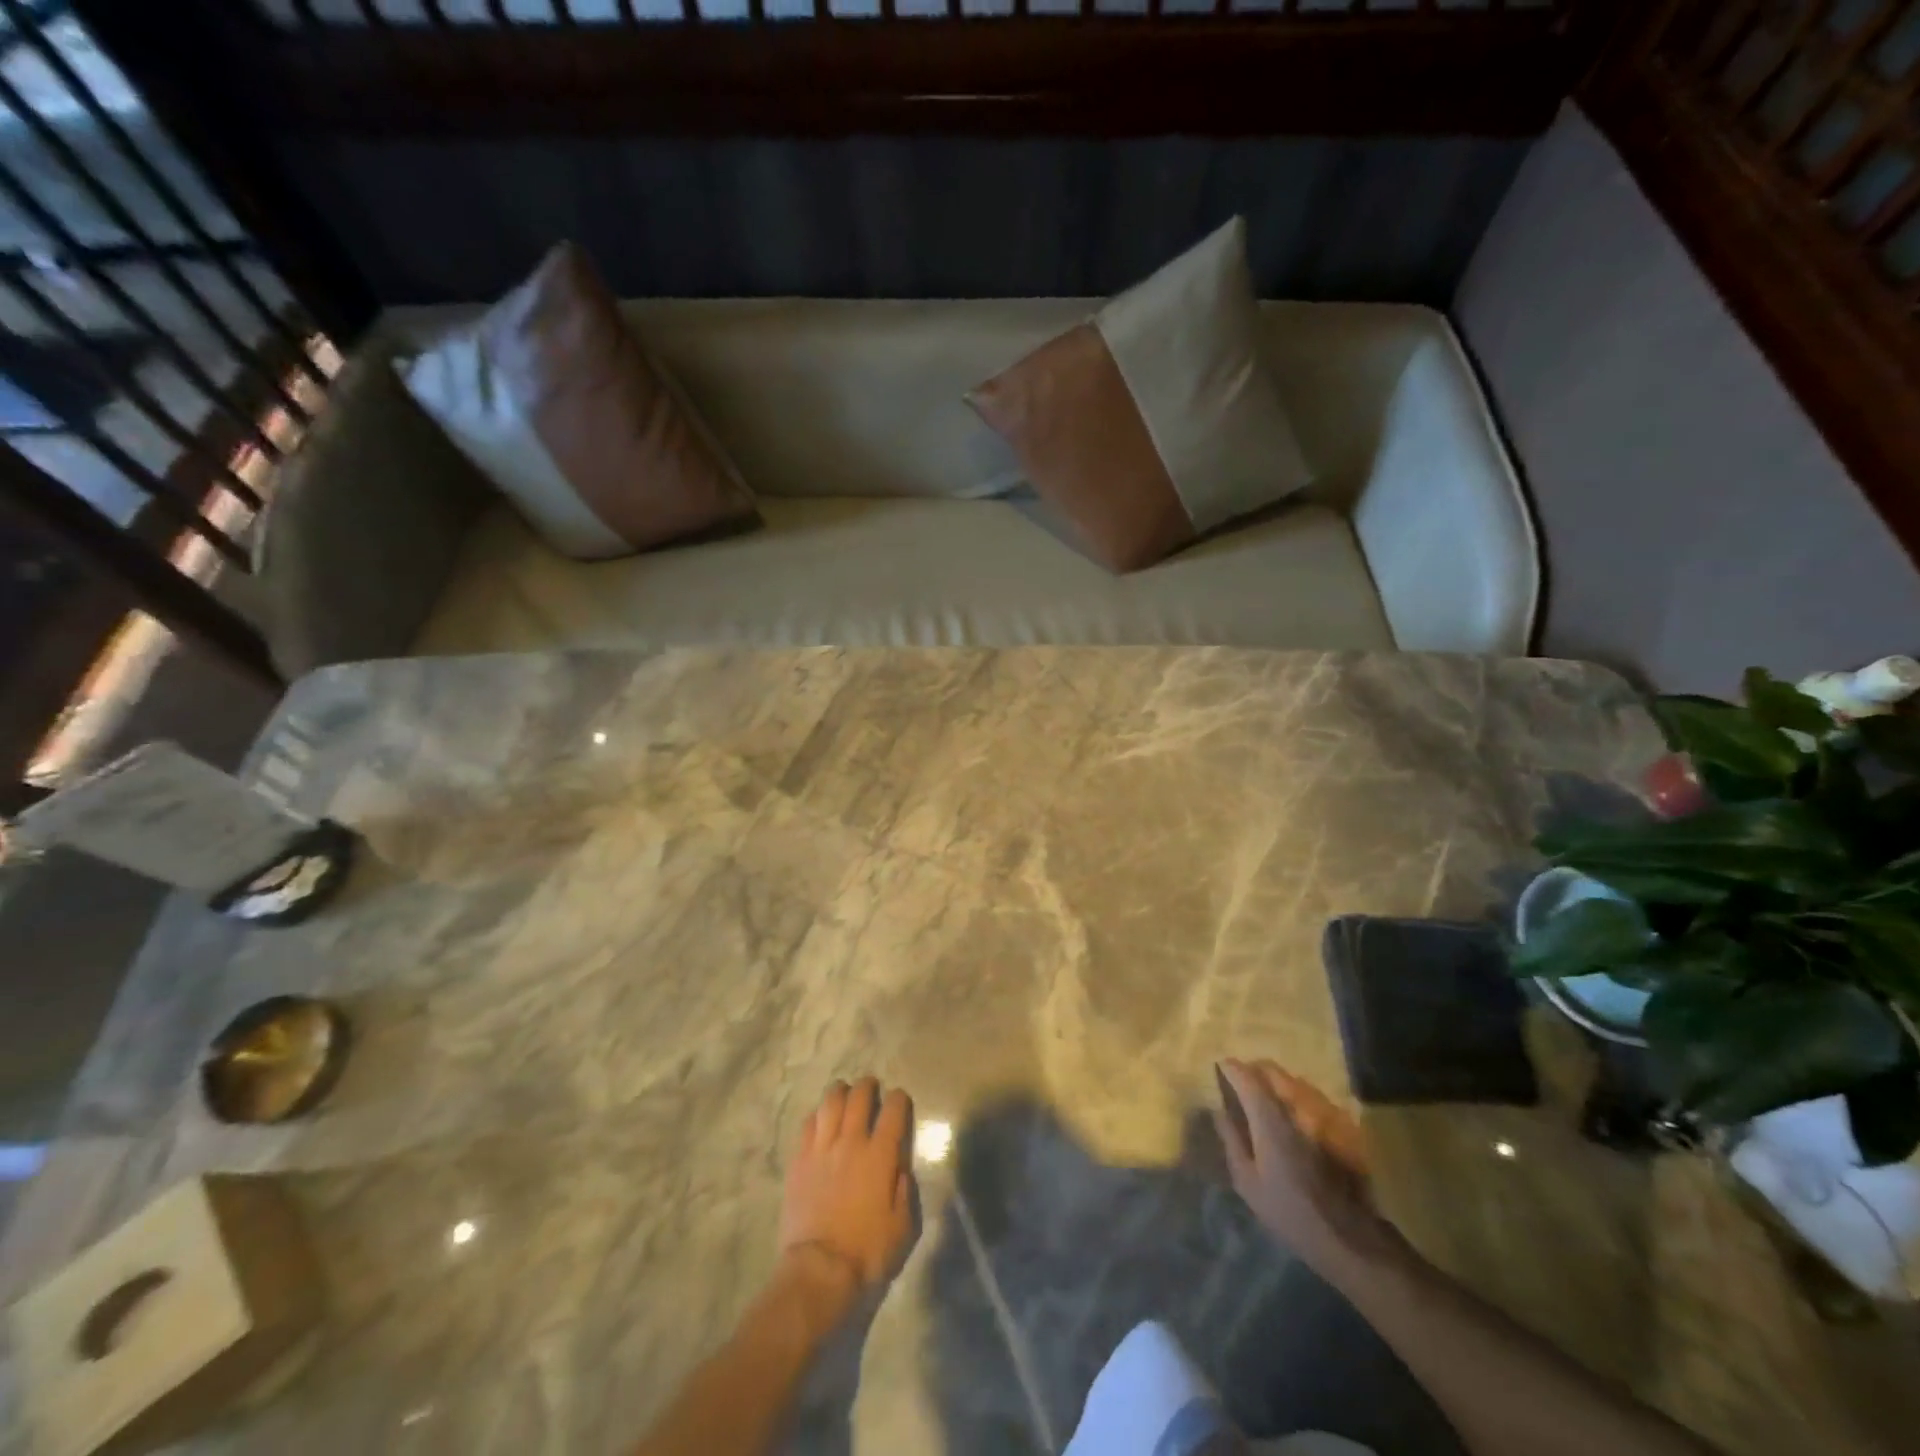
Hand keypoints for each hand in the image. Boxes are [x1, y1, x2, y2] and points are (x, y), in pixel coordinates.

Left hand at [779, 1077, 917, 1293]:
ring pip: (830, 1102)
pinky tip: (821, 1120)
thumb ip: (905, 1190)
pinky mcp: (799, 1160)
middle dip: (868, 1086)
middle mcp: (851, 1141)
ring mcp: (822, 1148)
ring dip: (840, 1092)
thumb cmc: (866, 1251)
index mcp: (880, 1155)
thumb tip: (901, 1166)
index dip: (899, 1098)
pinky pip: (808, 1123)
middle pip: (859, 1096)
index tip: (900, 1100)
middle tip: (871, 1088)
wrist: (818, 1270)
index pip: (894, 1109)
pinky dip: (817, 1115)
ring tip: (844, 1094)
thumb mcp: (902, 1226)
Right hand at [1213, 1058, 1402, 1273]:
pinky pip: (1314, 1098)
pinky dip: (1299, 1098)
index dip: (1230, 1068)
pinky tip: (1296, 1118)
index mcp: (1270, 1120)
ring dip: (1277, 1083)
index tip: (1220, 1068)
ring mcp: (1324, 1114)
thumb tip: (1218, 1110)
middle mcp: (1297, 1107)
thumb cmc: (1290, 1213)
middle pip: (1272, 1070)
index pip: (1246, 1077)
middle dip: (1253, 1070)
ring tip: (1268, 1099)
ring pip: (1294, 1081)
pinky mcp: (1344, 1126)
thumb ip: (1231, 1140)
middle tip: (1242, 1083)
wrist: (1351, 1239)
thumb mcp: (1248, 1183)